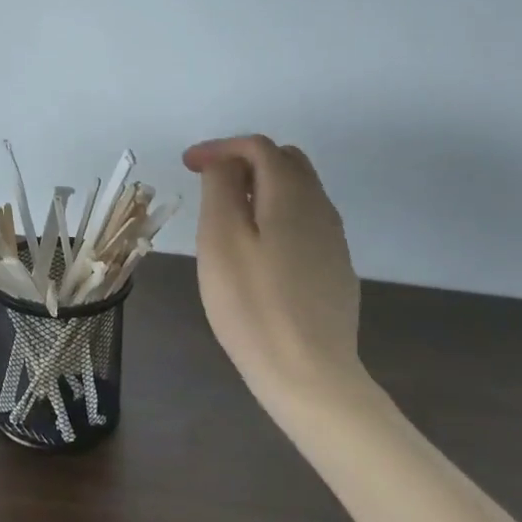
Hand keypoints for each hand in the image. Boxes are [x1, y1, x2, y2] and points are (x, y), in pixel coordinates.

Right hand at [184, 136, 365, 414]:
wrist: (310, 374)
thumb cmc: (253, 304)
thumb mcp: (221, 239)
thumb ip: (222, 188)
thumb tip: (225, 162)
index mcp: (292, 194)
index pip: (258, 146)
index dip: (220, 147)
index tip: (187, 165)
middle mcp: (320, 207)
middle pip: (285, 161)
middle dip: (244, 160)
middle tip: (208, 183)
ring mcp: (333, 239)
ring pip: (298, 191)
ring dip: (260, 187)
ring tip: (226, 213)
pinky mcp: (335, 268)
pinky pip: (304, 220)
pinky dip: (275, 213)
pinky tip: (257, 247)